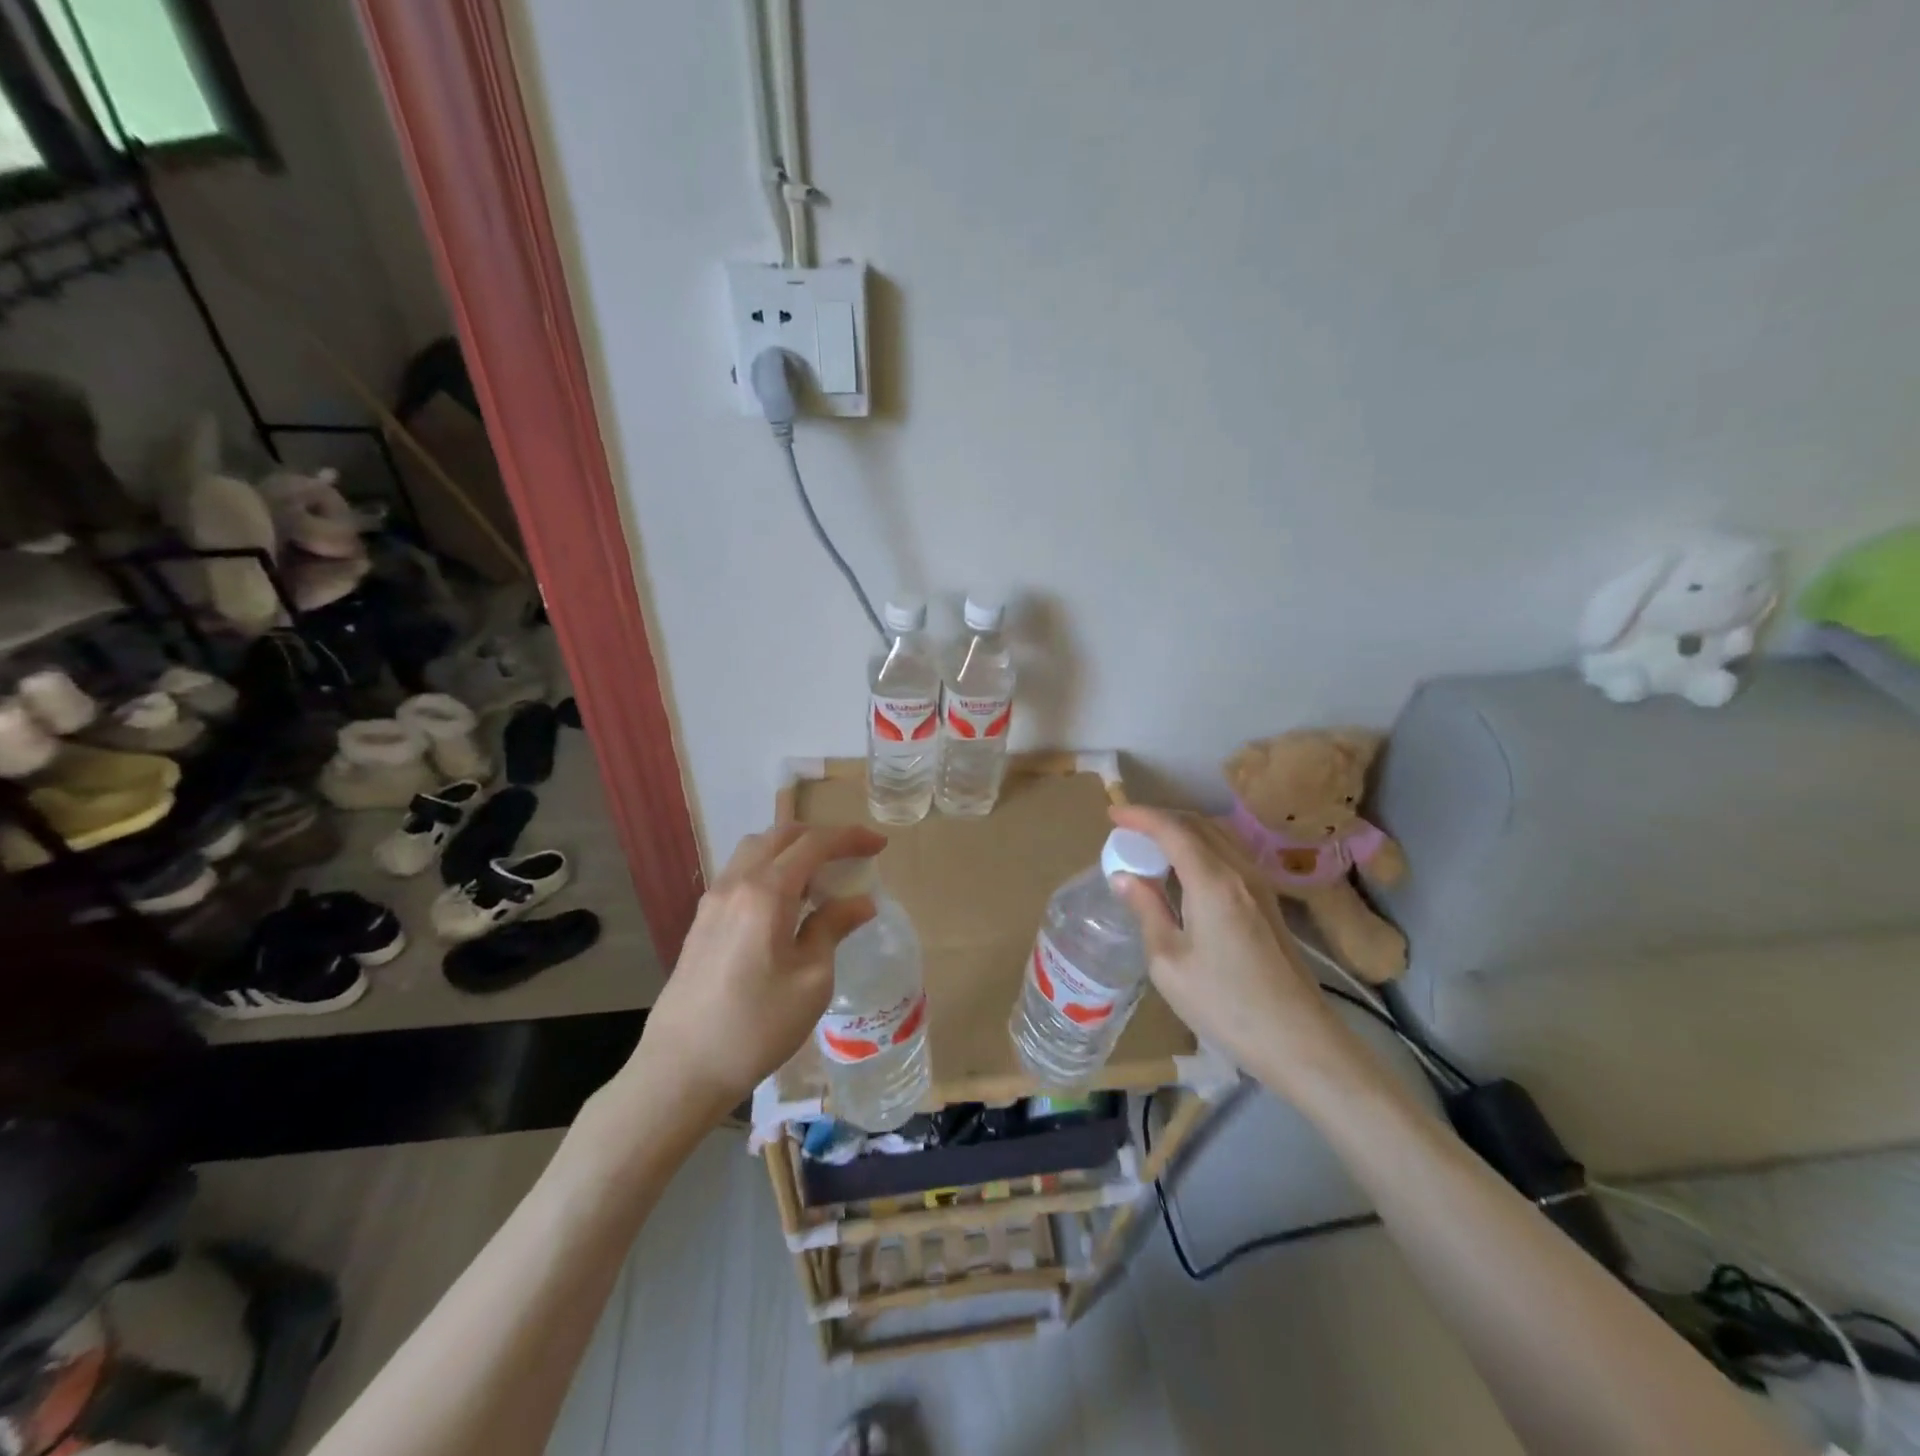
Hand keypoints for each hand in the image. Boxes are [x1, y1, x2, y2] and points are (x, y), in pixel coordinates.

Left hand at [623, 821, 886, 1119]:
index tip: (879, 846)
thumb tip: (861, 902)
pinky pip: (741, 873)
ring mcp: (713, 900)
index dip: (850, 838)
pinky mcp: (701, 921)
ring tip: (820, 878)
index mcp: (766, 892)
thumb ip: (833, 928)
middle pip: (782, 836)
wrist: (681, 1069)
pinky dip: (770, 869)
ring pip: (756, 850)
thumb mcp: (812, 980)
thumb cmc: (757, 1026)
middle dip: (822, 837)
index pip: (814, 844)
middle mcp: (736, 883)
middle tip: (853, 856)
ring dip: (792, 850)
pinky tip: (786, 903)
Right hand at [1107, 806, 1367, 1098]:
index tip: (1111, 813)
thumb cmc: (1225, 1004)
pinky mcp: (1268, 903)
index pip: (1172, 829)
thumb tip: (1124, 877)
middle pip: (1198, 824)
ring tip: (1151, 845)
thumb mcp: (1169, 962)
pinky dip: (1200, 848)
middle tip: (1127, 830)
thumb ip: (1147, 910)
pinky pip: (1229, 855)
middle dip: (1160, 818)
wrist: (1298, 1040)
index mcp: (1213, 881)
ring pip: (1217, 836)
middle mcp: (1240, 871)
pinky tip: (1184, 871)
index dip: (1140, 816)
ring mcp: (1260, 886)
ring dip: (1182, 831)